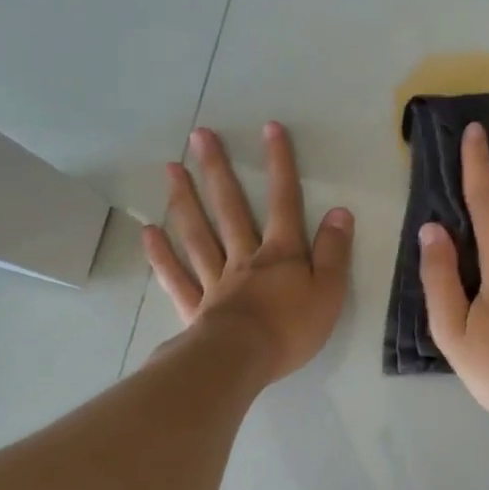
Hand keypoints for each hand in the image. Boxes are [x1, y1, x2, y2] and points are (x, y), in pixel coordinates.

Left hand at [145, 123, 354, 383]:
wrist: (243, 361)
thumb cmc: (291, 329)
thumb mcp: (329, 291)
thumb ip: (334, 251)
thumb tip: (340, 212)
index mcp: (280, 254)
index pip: (284, 201)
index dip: (280, 164)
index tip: (270, 128)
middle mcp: (244, 258)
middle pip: (230, 208)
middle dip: (218, 170)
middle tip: (199, 136)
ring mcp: (215, 280)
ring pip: (198, 234)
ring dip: (184, 200)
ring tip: (171, 169)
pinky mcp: (195, 307)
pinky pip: (176, 276)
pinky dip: (161, 255)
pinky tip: (148, 232)